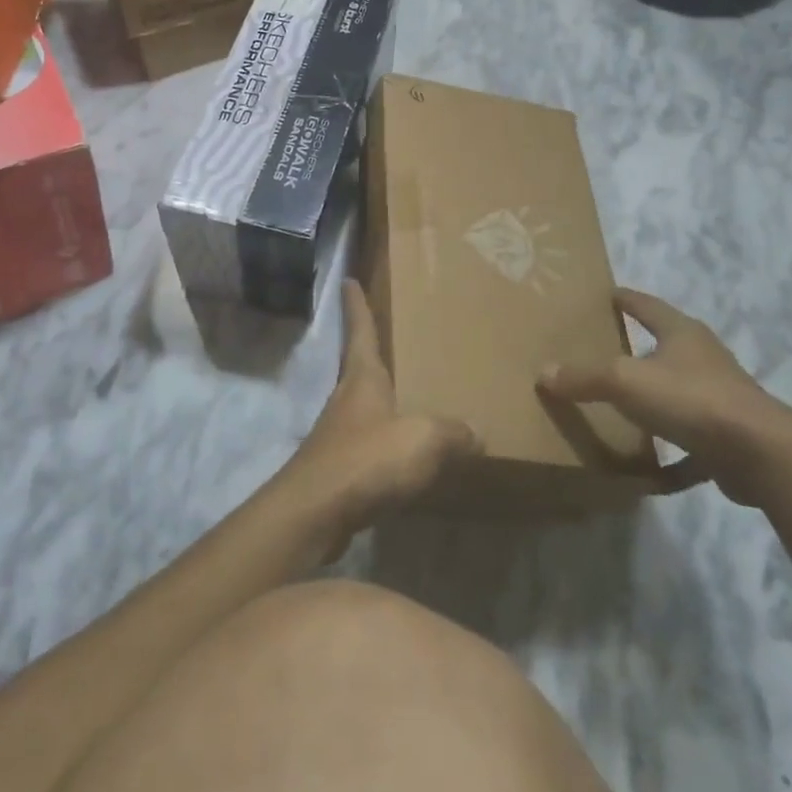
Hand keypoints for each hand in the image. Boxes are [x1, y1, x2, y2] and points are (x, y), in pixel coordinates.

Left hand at [277, 280, 482, 554]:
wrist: (315, 512)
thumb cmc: (367, 459)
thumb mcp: (423, 439)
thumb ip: (453, 433)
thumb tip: (476, 433)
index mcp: (363, 378)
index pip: (360, 329)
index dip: (356, 304)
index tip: (346, 279)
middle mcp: (346, 399)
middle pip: (359, 365)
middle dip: (371, 349)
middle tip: (392, 336)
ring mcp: (338, 434)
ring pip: (363, 406)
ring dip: (380, 399)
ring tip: (409, 397)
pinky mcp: (338, 468)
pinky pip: (367, 444)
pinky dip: (385, 442)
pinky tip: (403, 456)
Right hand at [537, 288, 787, 505]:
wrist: (760, 454)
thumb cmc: (690, 399)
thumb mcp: (625, 381)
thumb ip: (584, 376)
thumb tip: (544, 372)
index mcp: (682, 333)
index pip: (647, 306)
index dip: (625, 298)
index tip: (606, 294)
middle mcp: (704, 358)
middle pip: (668, 344)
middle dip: (641, 346)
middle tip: (606, 349)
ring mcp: (721, 397)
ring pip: (681, 392)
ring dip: (658, 397)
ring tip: (626, 407)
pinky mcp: (729, 437)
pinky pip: (692, 443)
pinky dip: (673, 455)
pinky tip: (653, 471)